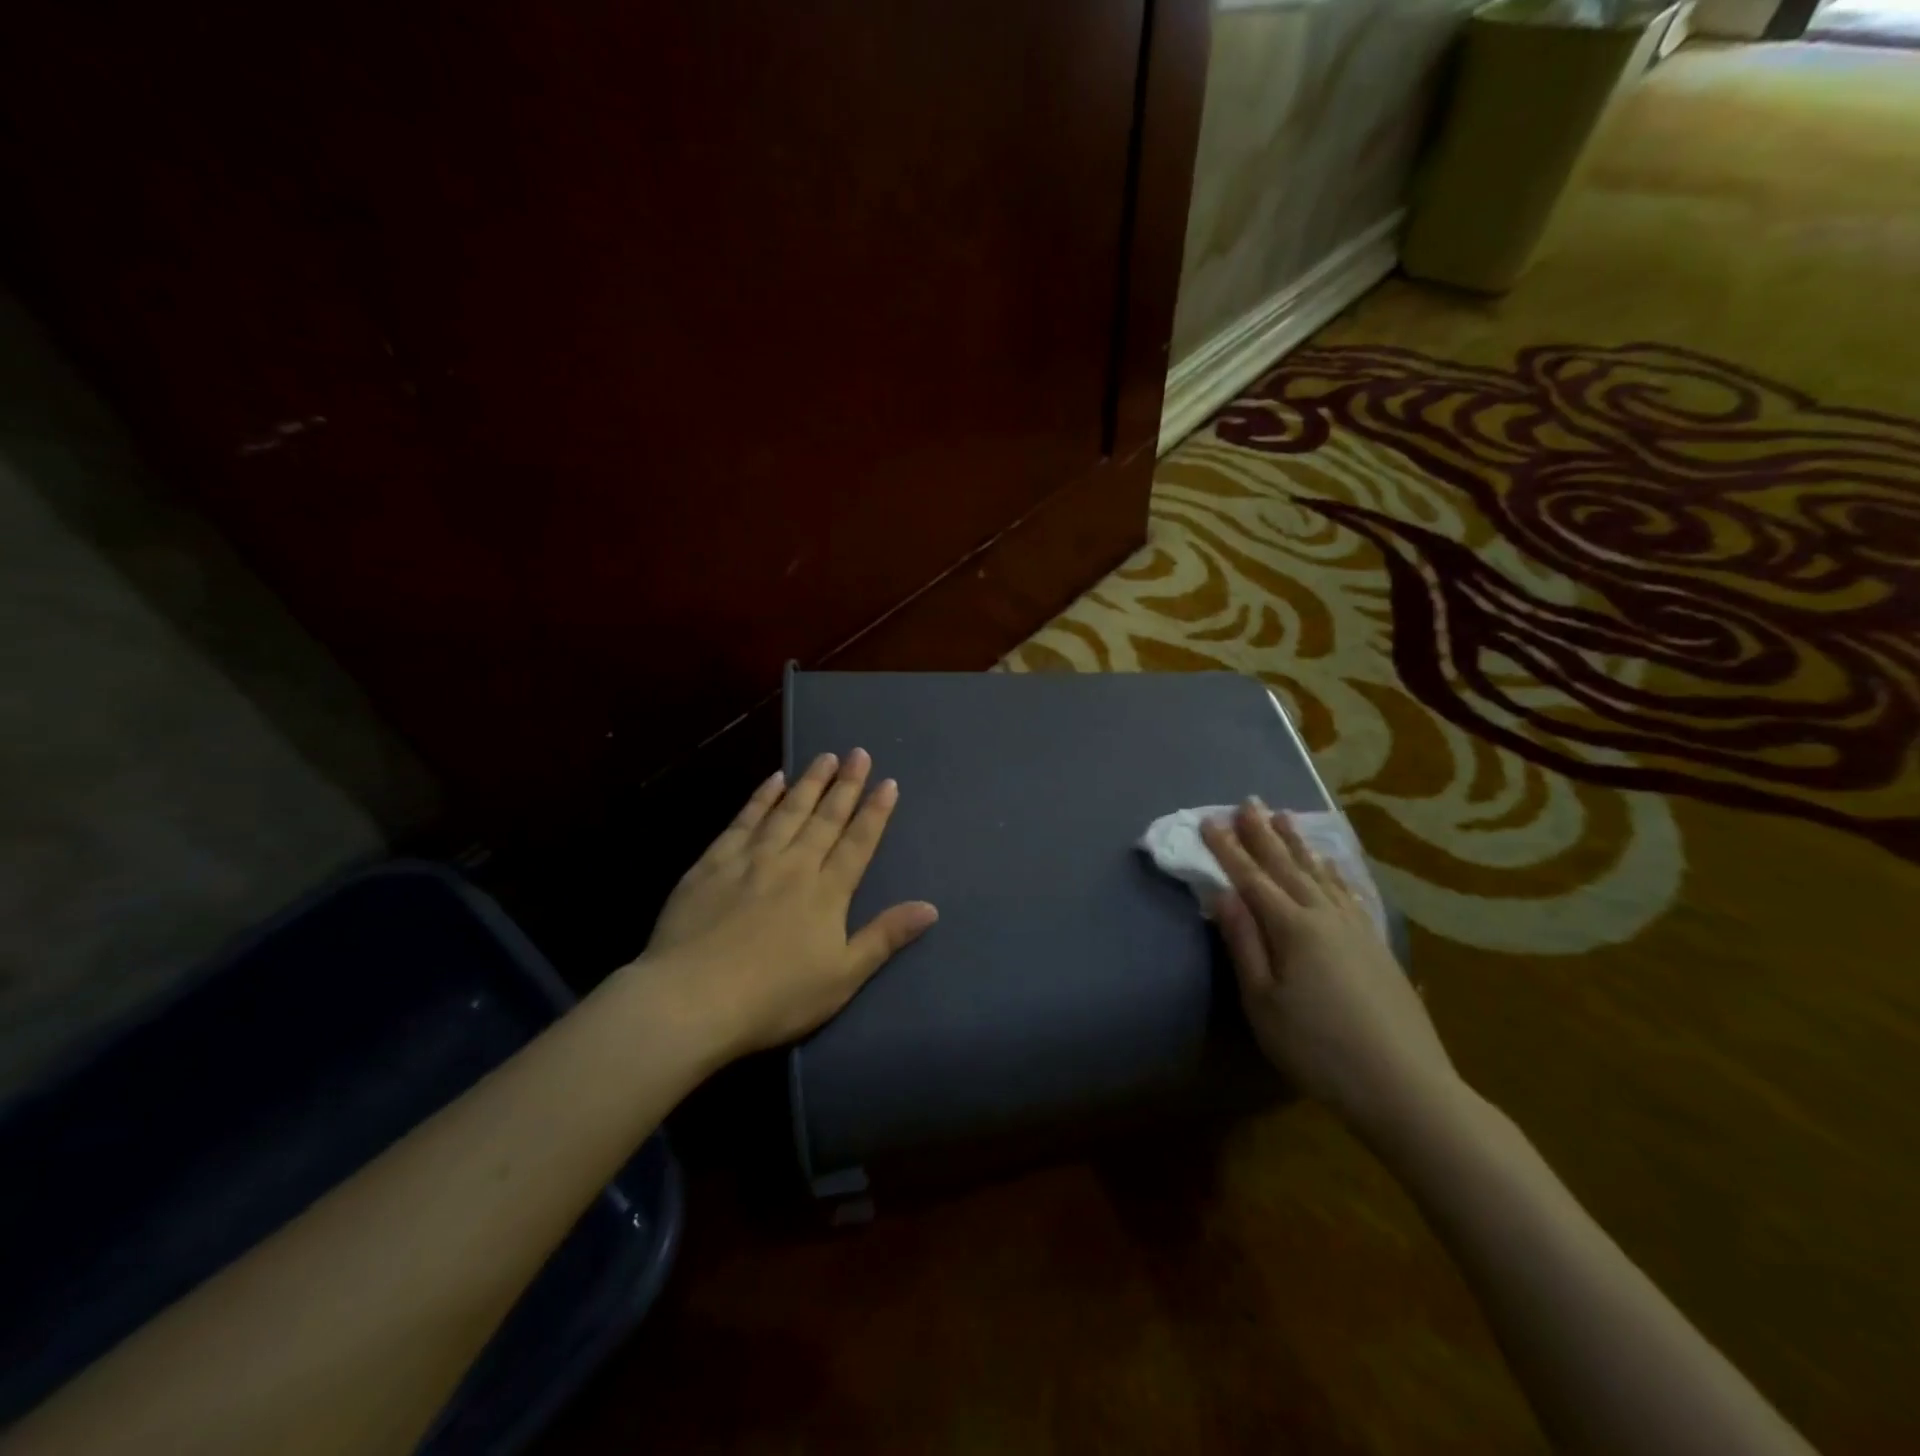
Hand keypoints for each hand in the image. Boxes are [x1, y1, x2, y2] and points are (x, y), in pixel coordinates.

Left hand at [639, 749, 937, 1056]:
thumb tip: (930, 907)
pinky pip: (744, 821)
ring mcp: (751, 860)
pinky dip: (760, 798)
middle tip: (858, 754)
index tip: (887, 782)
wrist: (692, 999)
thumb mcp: (841, 977)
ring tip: (825, 757)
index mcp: (826, 893)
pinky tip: (772, 780)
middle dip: (845, 786)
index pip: (858, 843)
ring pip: (787, 811)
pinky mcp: (713, 864)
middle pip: (825, 818)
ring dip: (808, 783)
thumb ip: (884, 937)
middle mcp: (793, 865)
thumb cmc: (774, 997)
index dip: (875, 812)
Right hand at [1201, 800, 1455, 1137]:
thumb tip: (1223, 895)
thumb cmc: (1318, 1047)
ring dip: (1298, 844)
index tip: (1208, 820)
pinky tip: (1331, 864)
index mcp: (1293, 928)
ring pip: (1320, 873)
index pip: (1251, 878)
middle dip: (1263, 833)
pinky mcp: (1377, 945)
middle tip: (1247, 801)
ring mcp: (1356, 928)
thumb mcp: (1264, 1002)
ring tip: (1284, 816)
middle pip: (1287, 866)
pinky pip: (1349, 892)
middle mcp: (1325, 916)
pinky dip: (1334, 871)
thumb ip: (1244, 944)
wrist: (1405, 1085)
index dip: (1227, 849)